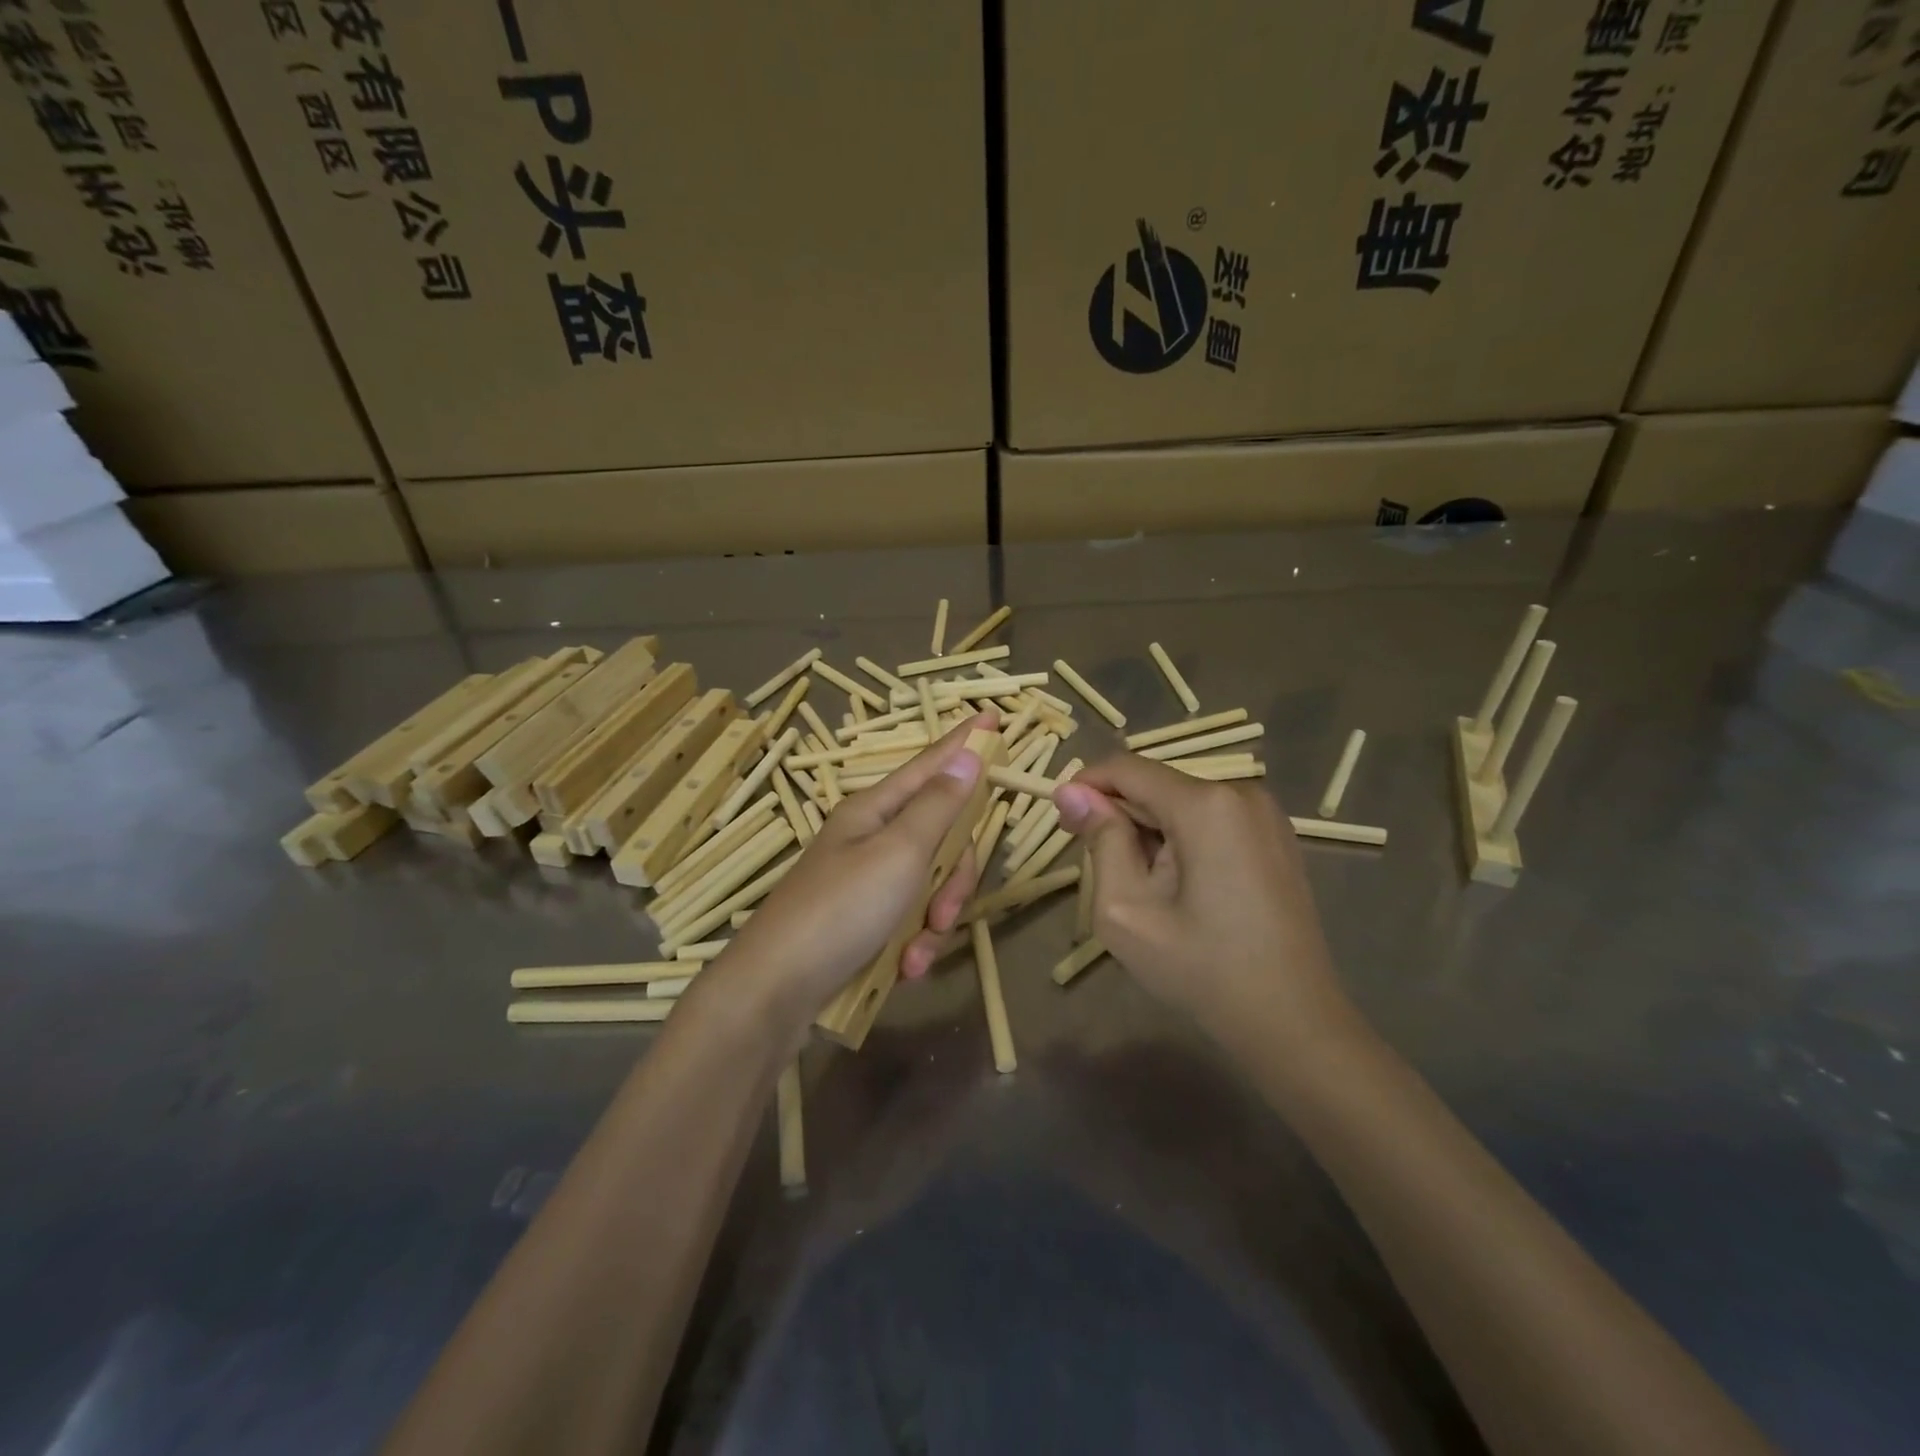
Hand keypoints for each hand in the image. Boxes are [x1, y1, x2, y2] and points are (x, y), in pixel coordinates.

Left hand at [723, 714, 991, 1022]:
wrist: (776, 990)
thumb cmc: (840, 910)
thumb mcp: (899, 853)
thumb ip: (938, 806)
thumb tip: (966, 753)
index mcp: (875, 810)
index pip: (931, 764)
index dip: (964, 742)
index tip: (992, 714)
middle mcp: (871, 838)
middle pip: (940, 836)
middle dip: (953, 877)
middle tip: (946, 911)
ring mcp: (866, 880)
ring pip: (930, 883)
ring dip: (934, 920)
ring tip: (917, 953)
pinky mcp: (863, 920)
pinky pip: (910, 919)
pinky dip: (914, 943)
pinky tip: (905, 968)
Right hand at [1054, 756, 1355, 1058]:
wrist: (1292, 1020)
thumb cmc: (1201, 969)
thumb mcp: (1127, 909)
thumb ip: (1100, 841)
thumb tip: (1071, 792)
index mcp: (1205, 804)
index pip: (1127, 768)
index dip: (1086, 785)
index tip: (1062, 819)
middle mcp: (1241, 792)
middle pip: (1156, 785)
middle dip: (1119, 815)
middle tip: (1096, 866)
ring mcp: (1266, 814)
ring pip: (1182, 803)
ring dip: (1149, 830)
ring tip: (1142, 886)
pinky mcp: (1277, 836)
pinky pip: (1211, 819)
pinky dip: (1182, 838)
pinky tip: (1179, 886)